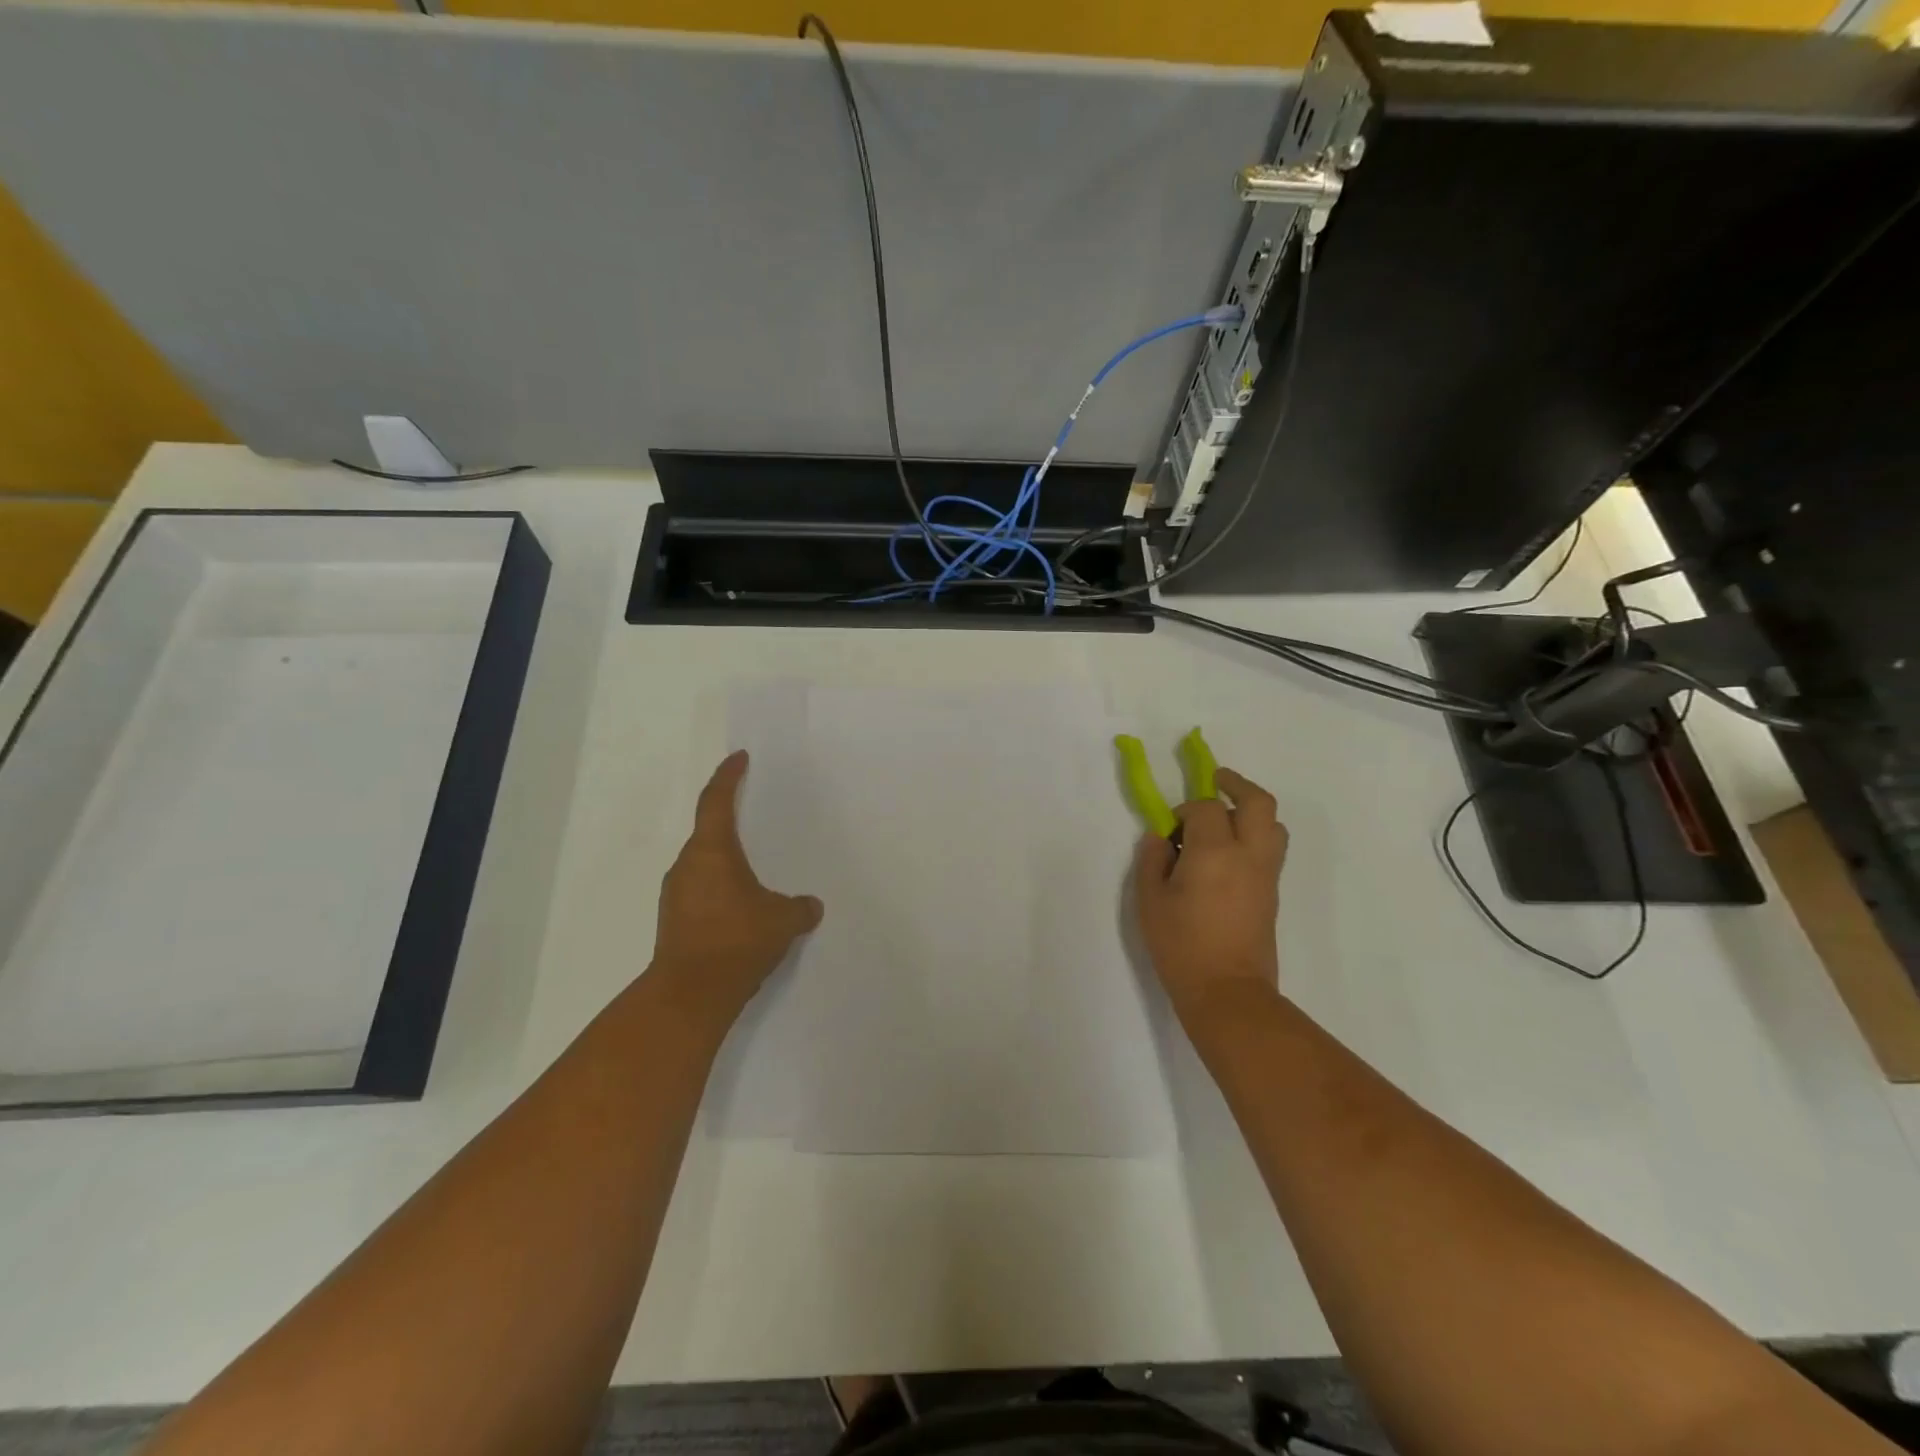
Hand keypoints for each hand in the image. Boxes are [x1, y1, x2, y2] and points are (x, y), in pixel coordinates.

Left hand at [651, 751, 823, 1028]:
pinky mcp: (673, 920)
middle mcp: (687, 865)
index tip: (739, 759)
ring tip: (752, 868)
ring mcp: (675, 894)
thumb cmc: (737, 941)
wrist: (690, 995)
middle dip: (729, 821)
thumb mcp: (782, 921)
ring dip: (724, 860)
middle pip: (707, 830)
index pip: (716, 800)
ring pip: (702, 864)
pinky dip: (719, 887)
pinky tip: (740, 907)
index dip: (728, 776)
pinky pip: (700, 890)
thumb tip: (810, 906)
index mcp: (711, 851)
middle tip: (752, 815)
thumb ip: (799, 908)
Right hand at [1133, 766, 1287, 1024]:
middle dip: (1237, 784)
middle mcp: (1248, 854)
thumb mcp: (1150, 900)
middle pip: (1258, 802)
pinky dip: (1255, 836)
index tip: (1170, 828)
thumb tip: (1161, 837)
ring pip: (1273, 824)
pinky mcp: (1272, 892)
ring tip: (1225, 819)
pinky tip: (1228, 854)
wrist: (1227, 991)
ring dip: (1251, 812)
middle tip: (1216, 781)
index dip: (1186, 809)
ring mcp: (1266, 873)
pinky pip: (1271, 848)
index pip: (1206, 807)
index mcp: (1214, 851)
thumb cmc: (1181, 945)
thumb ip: (1152, 860)